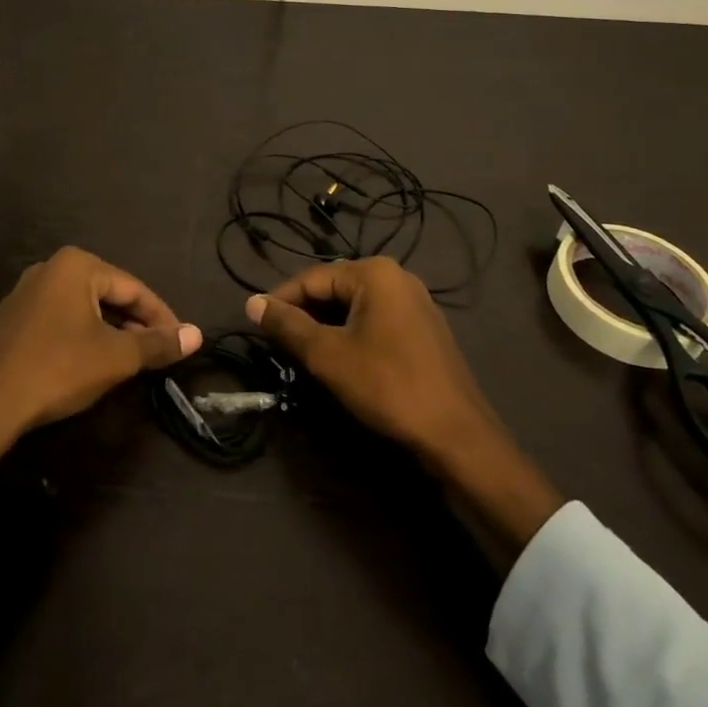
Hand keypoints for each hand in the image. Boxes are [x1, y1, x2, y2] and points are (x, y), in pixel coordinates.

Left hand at [0, 247, 202, 495]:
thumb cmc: (58, 369)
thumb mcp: (116, 357)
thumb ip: (157, 343)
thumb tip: (197, 335)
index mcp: (76, 265)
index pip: (134, 288)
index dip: (162, 316)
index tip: (181, 342)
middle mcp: (49, 268)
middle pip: (108, 294)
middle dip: (135, 323)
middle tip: (156, 352)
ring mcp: (25, 293)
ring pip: (83, 308)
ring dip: (110, 331)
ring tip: (129, 359)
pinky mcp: (11, 320)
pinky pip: (59, 320)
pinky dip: (82, 336)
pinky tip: (89, 362)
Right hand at [247, 257, 562, 551]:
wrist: (456, 433)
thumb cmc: (387, 386)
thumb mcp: (328, 356)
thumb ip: (288, 326)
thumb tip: (252, 303)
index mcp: (374, 273)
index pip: (312, 277)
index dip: (280, 300)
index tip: (255, 323)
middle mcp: (397, 276)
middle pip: (334, 287)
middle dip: (305, 313)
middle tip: (278, 343)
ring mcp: (415, 301)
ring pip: (355, 306)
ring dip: (327, 326)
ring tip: (303, 353)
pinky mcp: (424, 327)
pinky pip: (376, 319)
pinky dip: (352, 333)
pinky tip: (341, 359)